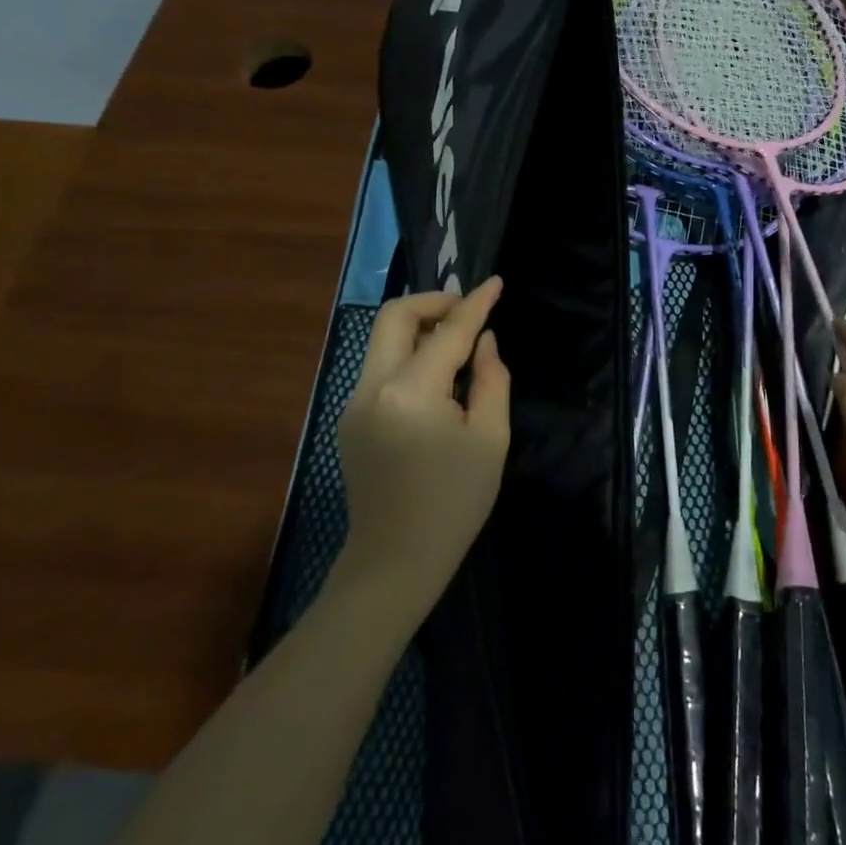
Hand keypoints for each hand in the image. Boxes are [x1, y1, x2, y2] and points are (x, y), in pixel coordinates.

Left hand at [336, 278, 509, 618]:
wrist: (394, 562)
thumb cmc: (454, 504)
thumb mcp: (490, 441)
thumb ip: (491, 380)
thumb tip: (484, 342)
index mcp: (410, 392)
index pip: (448, 331)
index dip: (475, 304)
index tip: (495, 283)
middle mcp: (372, 387)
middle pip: (394, 317)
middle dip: (433, 303)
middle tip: (469, 310)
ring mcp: (353, 402)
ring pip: (382, 340)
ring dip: (419, 327)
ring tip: (458, 340)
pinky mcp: (350, 419)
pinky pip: (380, 367)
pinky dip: (408, 355)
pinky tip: (437, 377)